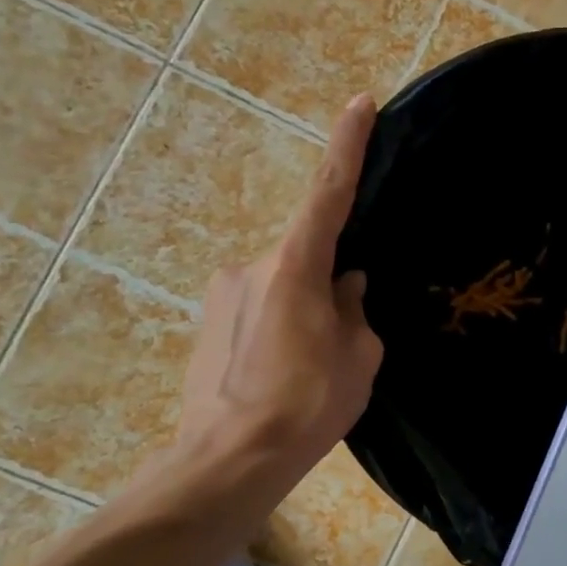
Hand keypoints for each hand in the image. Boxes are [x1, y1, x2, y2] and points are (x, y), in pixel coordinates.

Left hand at [178, 94, 383, 463]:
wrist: (227, 462)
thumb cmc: (307, 404)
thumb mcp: (358, 355)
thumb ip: (354, 309)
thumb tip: (345, 286)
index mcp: (295, 266)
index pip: (328, 192)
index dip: (347, 145)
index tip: (359, 103)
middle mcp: (252, 265)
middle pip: (308, 253)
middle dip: (334, 280)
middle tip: (348, 336)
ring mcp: (223, 293)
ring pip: (284, 285)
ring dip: (307, 311)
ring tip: (314, 368)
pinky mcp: (206, 322)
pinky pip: (260, 307)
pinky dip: (282, 327)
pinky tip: (285, 373)